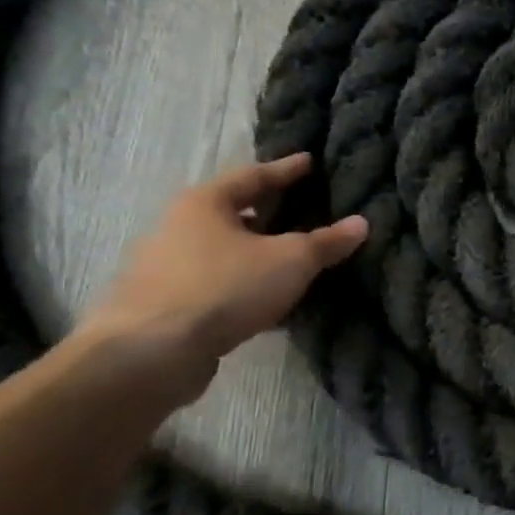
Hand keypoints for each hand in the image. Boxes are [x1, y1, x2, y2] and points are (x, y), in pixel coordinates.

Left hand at [74, 153, 366, 403]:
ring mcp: (165, 266)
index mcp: (204, 202)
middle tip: (302, 209)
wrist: (152, 352)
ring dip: (254, 251)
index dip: (286, 170)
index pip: (253, 176)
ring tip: (289, 256)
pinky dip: (242, 282)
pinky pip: (215, 282)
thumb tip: (361, 223)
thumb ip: (326, 242)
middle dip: (268, 211)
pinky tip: (265, 296)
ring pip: (222, 249)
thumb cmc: (225, 287)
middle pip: (232, 211)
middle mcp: (178, 226)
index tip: (309, 161)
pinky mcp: (164, 303)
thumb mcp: (291, 261)